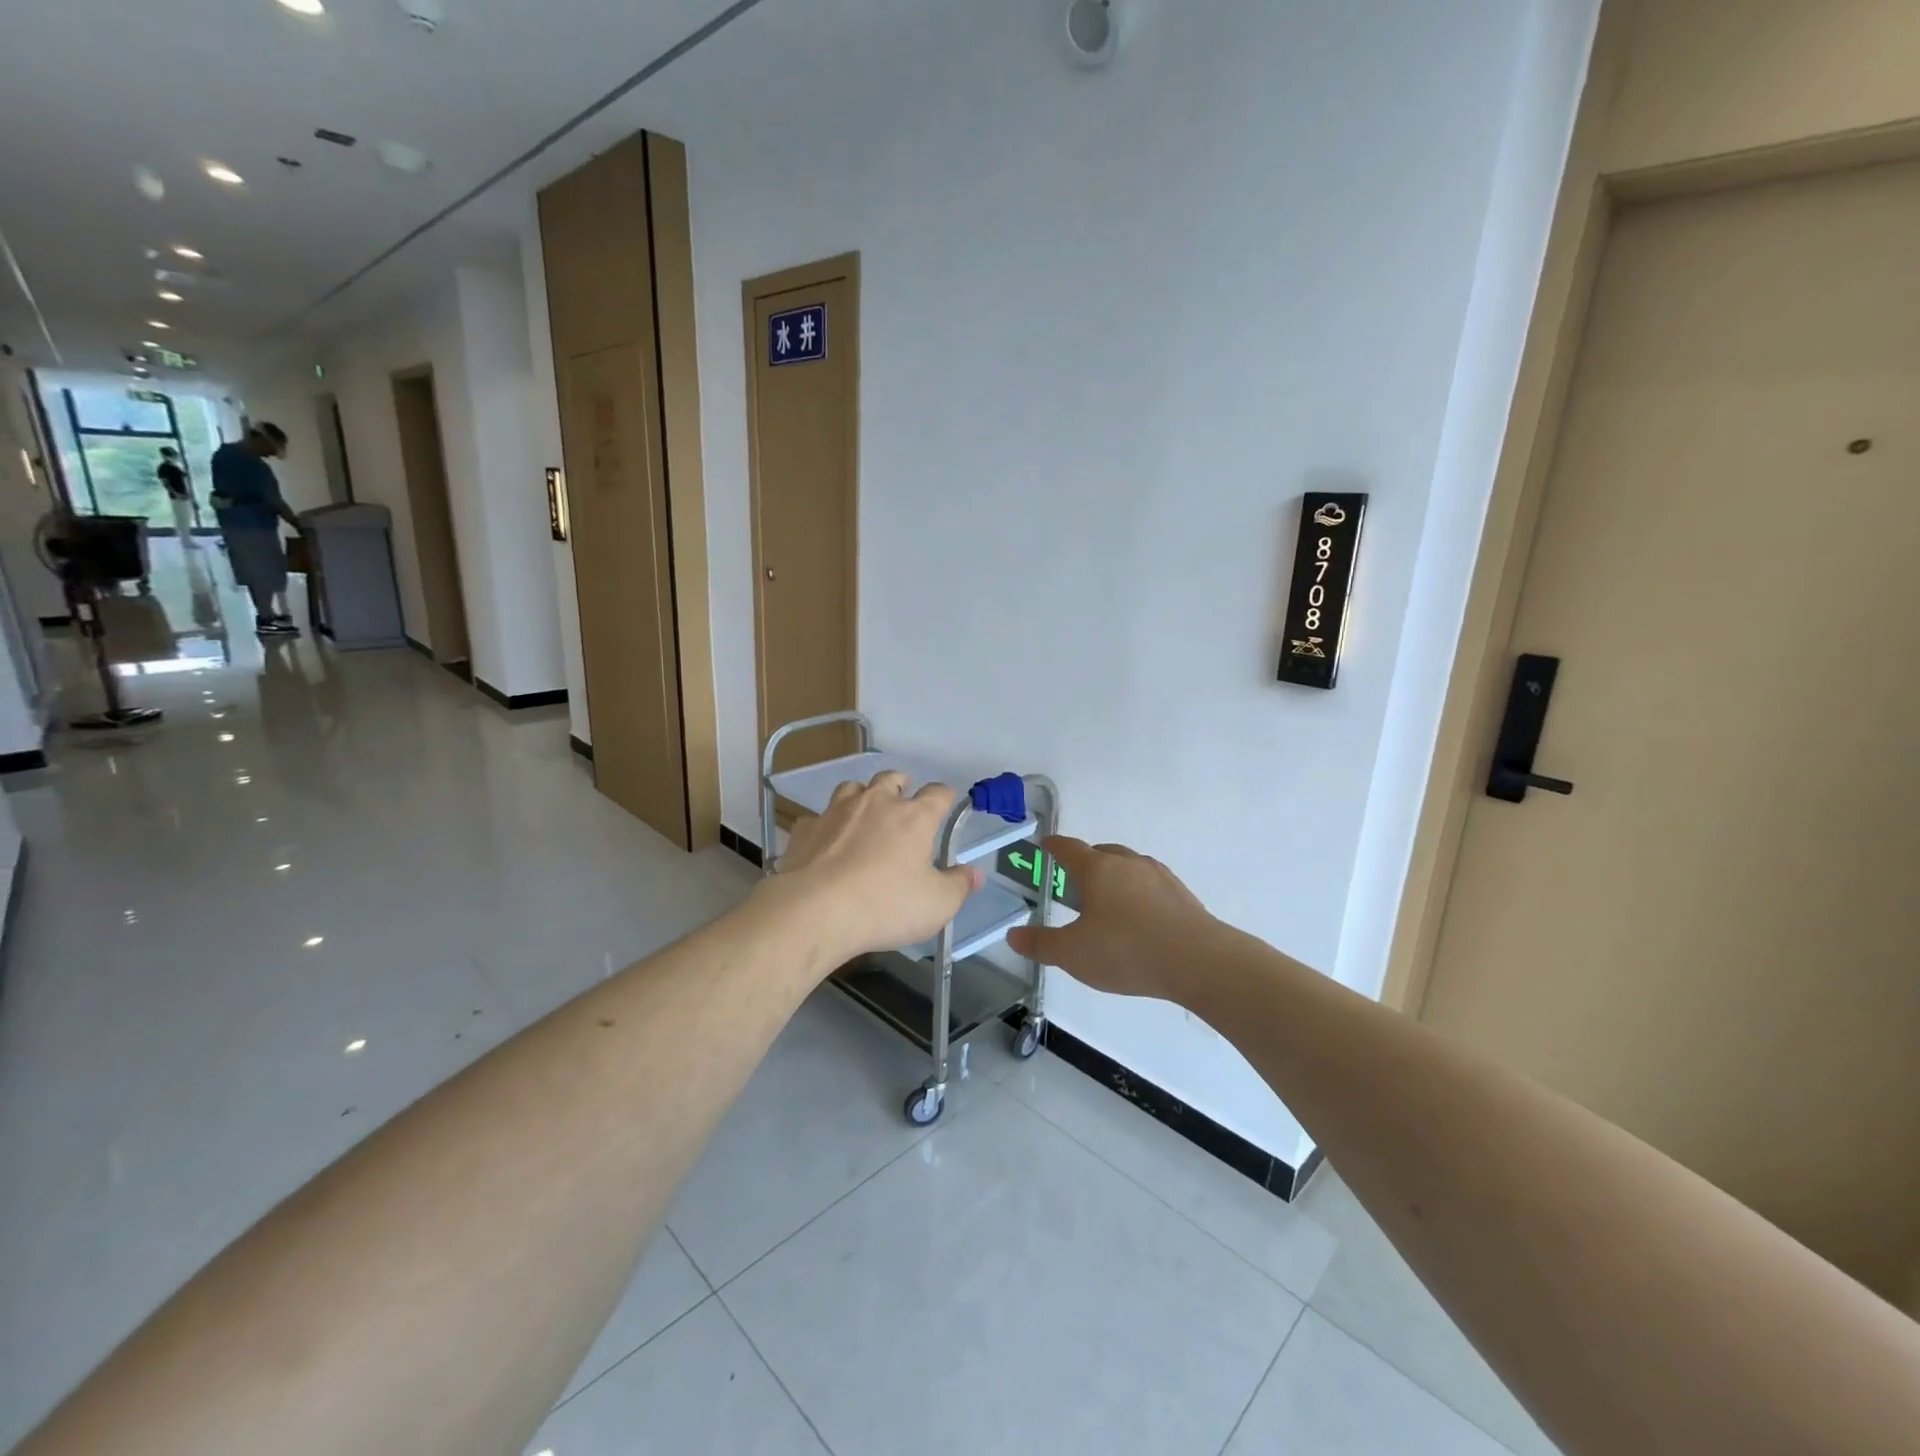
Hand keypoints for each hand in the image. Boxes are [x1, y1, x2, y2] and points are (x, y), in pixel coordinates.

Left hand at [767, 772, 979, 967]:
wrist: (815, 911)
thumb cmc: (885, 905)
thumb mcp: (937, 905)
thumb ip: (959, 886)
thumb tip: (974, 874)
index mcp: (913, 817)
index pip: (938, 793)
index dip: (945, 796)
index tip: (947, 804)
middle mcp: (876, 803)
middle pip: (892, 779)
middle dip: (901, 785)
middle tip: (904, 801)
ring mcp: (836, 812)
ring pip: (852, 788)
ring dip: (862, 796)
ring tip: (865, 815)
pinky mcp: (806, 829)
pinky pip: (818, 818)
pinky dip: (826, 826)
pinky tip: (826, 843)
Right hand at [1006, 838, 1216, 1002]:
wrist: (1199, 961)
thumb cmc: (1126, 951)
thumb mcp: (1074, 954)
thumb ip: (1041, 944)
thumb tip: (1013, 935)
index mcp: (1097, 869)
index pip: (1069, 849)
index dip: (1055, 846)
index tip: (1046, 844)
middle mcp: (1128, 864)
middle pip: (1102, 853)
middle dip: (1087, 861)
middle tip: (1075, 880)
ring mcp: (1159, 877)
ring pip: (1130, 867)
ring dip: (1115, 877)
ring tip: (1107, 900)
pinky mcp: (1182, 896)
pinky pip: (1151, 885)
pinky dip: (1139, 893)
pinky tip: (1140, 917)